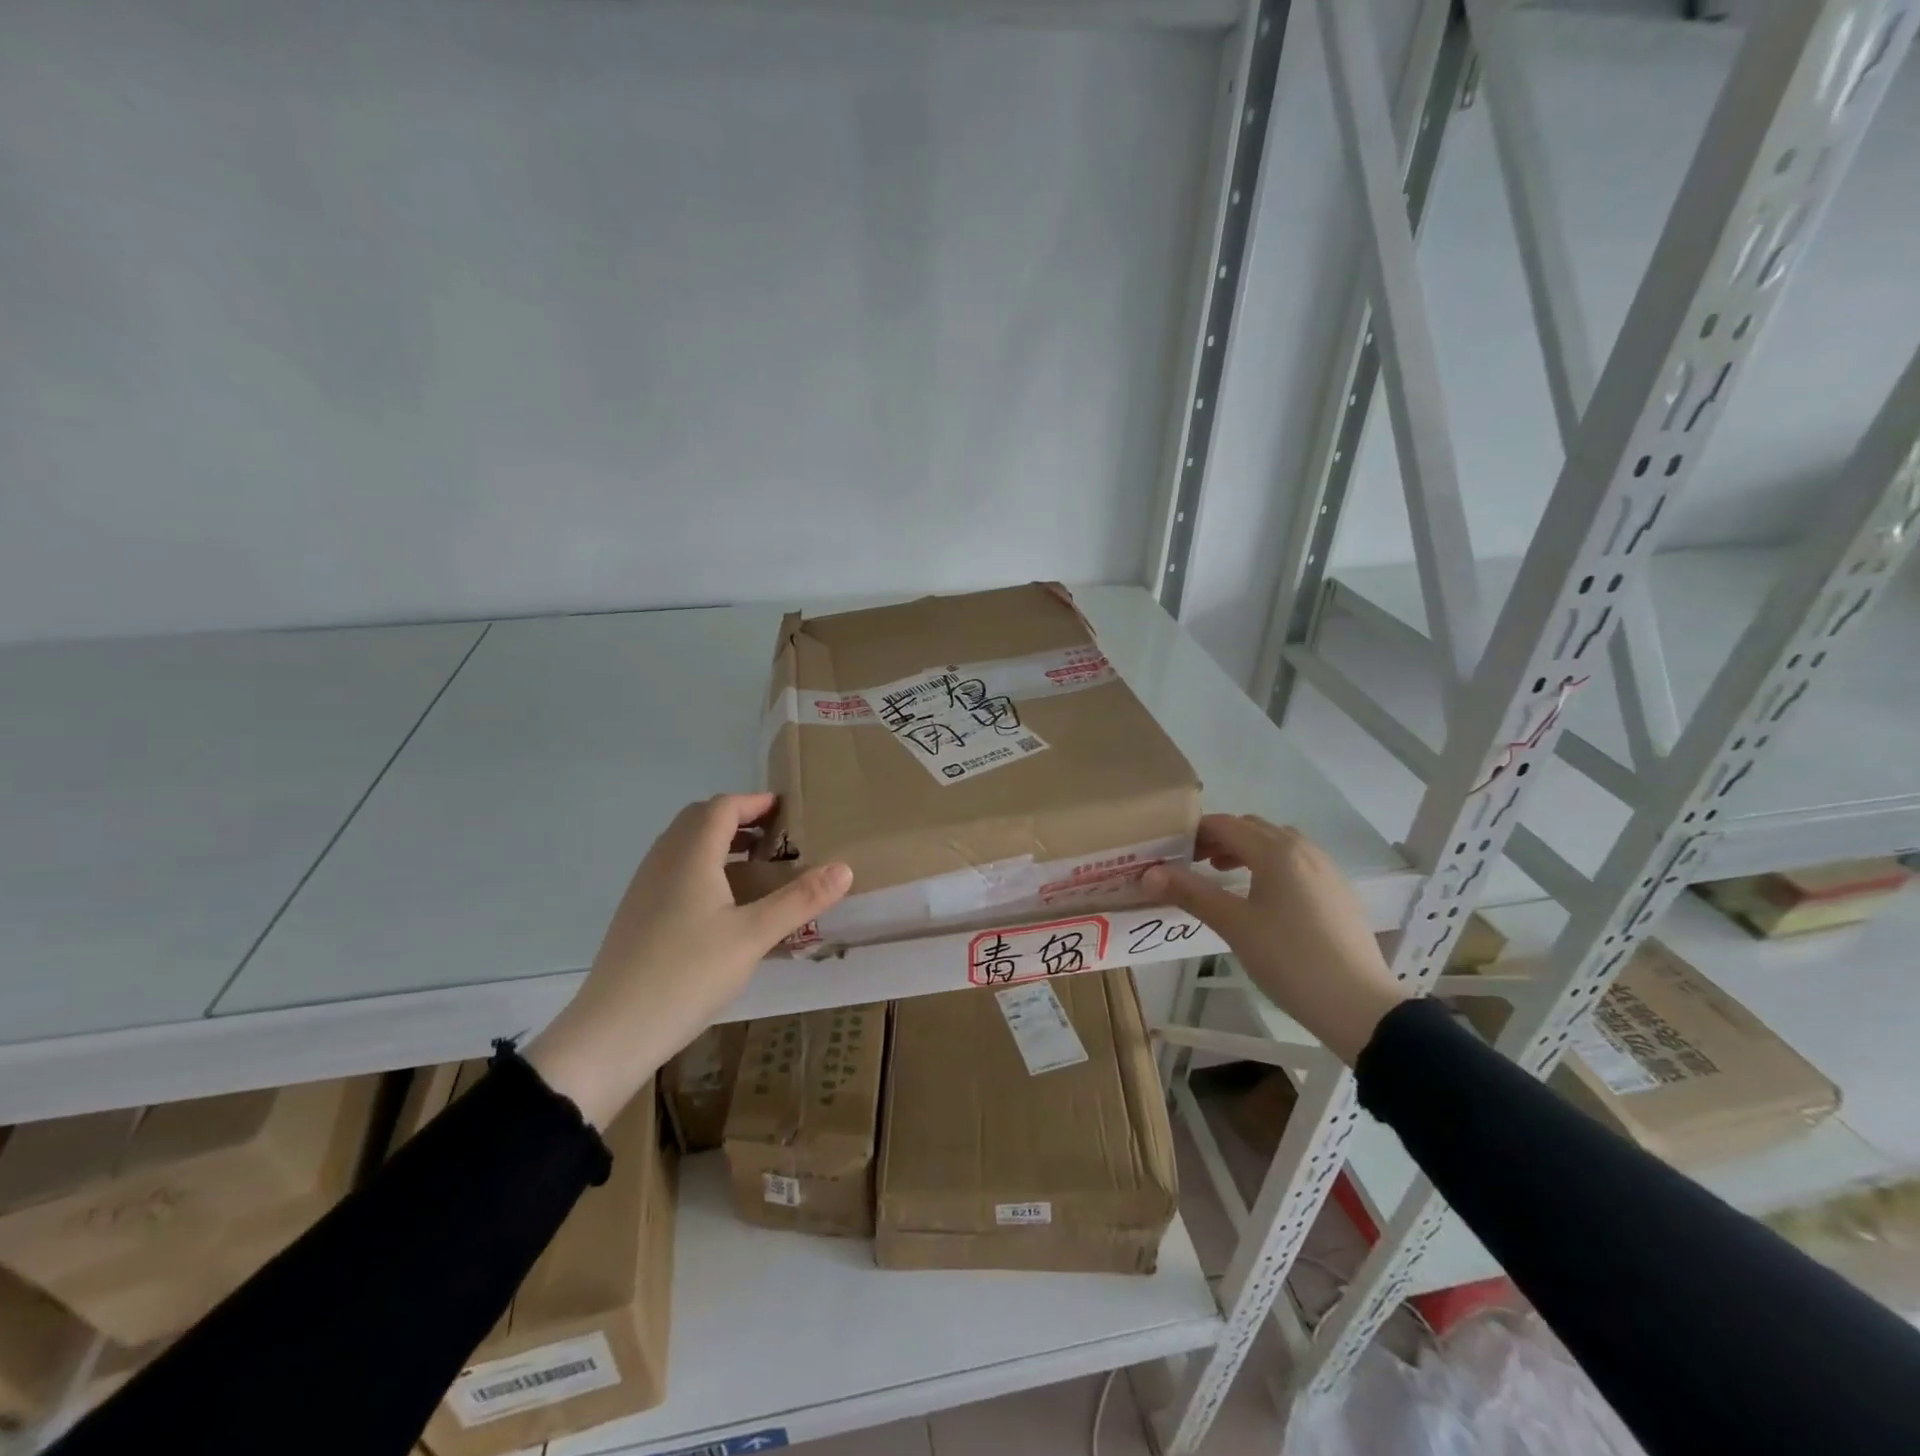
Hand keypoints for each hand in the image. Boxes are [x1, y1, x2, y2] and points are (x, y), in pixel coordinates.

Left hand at [526, 793, 852, 1127]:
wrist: (612, 1030)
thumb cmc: (687, 974)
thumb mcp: (753, 937)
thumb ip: (800, 900)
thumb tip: (844, 868)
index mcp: (691, 855)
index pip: (723, 806)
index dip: (755, 802)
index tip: (788, 810)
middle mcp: (663, 860)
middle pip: (700, 819)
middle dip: (738, 819)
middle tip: (775, 838)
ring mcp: (645, 887)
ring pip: (684, 845)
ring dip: (719, 842)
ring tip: (755, 867)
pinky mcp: (637, 913)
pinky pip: (674, 869)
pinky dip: (703, 867)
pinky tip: (722, 905)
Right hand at [1143, 814, 1405, 1064]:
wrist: (1359, 1005)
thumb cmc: (1289, 959)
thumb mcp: (1233, 925)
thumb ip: (1190, 893)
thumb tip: (1149, 873)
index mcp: (1276, 851)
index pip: (1225, 824)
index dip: (1194, 833)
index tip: (1171, 853)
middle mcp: (1303, 849)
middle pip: (1252, 828)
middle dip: (1219, 839)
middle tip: (1192, 864)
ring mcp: (1326, 868)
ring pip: (1277, 843)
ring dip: (1246, 850)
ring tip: (1224, 877)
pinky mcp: (1338, 891)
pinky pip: (1297, 861)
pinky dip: (1271, 865)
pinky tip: (1264, 898)